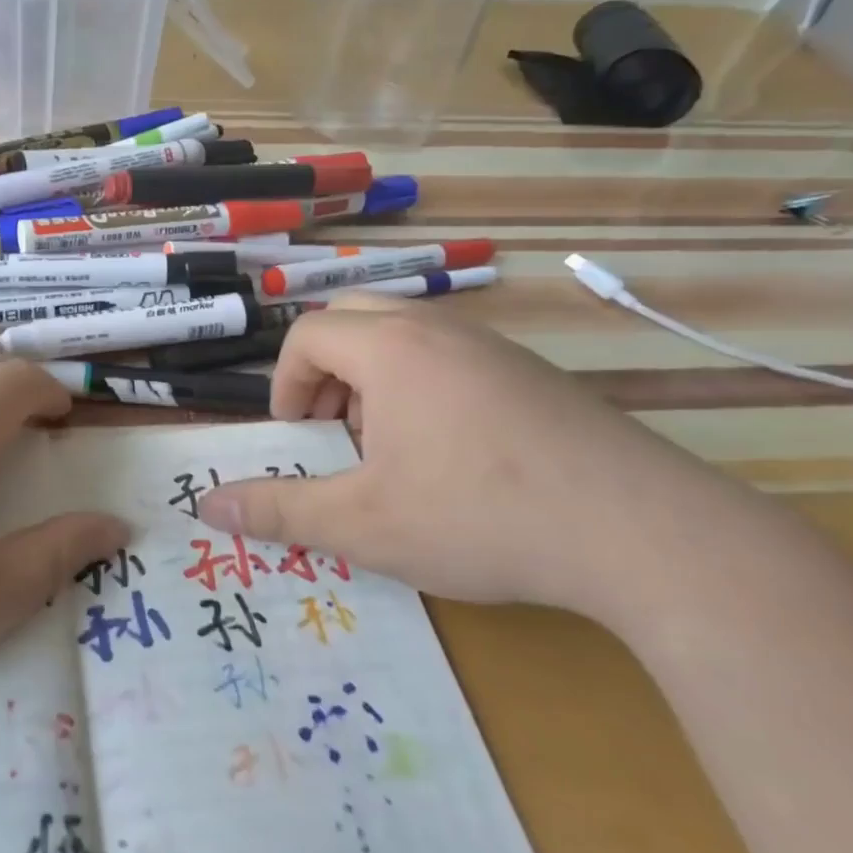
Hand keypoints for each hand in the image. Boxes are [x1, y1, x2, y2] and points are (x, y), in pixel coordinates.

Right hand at [196, 295, 759, 623]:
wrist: (645, 533)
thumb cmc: (481, 517)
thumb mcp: (364, 525)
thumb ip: (280, 511)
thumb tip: (207, 506)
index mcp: (390, 349)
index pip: (307, 334)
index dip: (285, 384)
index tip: (298, 439)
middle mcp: (439, 330)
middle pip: (353, 319)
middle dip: (326, 373)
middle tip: (334, 433)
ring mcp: (494, 347)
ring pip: (407, 337)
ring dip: (375, 381)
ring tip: (389, 450)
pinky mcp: (535, 374)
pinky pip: (454, 358)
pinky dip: (425, 390)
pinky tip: (454, 458)